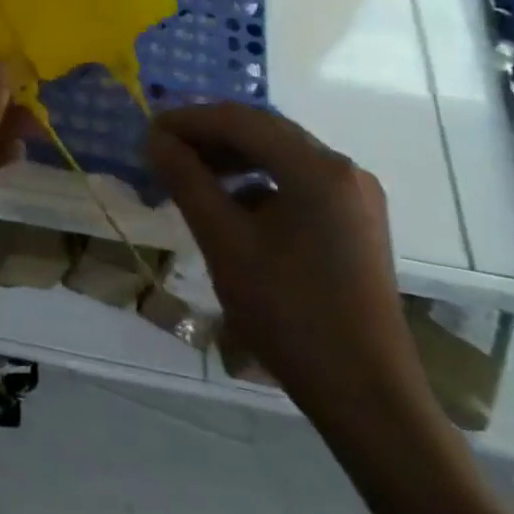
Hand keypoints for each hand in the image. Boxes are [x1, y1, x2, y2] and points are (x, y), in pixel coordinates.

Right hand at [148, 105, 436, 439]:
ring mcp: (355, 197)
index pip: (241, 120)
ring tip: (189, 175)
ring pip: (280, 156)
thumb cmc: (289, 312)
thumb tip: (155, 139)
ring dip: (232, 158)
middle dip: (209, 136)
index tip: (148, 132)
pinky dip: (257, 183)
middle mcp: (343, 170)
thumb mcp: (224, 242)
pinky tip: (231, 205)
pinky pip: (298, 183)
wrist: (366, 394)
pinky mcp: (355, 223)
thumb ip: (187, 181)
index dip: (189, 120)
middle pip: (264, 132)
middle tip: (163, 151)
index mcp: (317, 168)